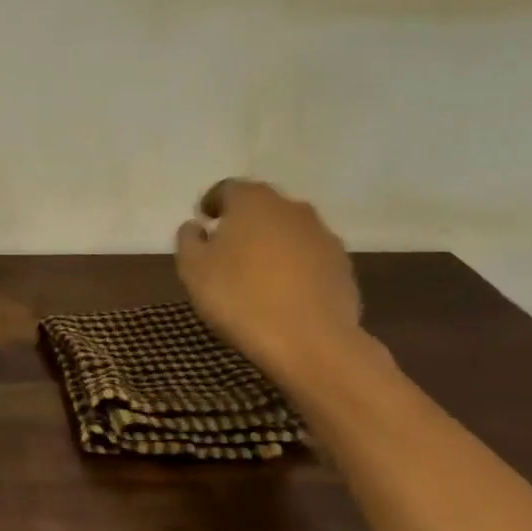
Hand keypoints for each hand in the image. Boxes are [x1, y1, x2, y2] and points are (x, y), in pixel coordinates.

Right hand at [175, 178, 364, 377]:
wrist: (310, 341)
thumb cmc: (240, 297)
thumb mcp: (193, 269)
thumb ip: (189, 240)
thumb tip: (196, 226)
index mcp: (253, 201)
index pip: (227, 189)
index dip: (212, 203)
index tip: (203, 221)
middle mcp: (292, 208)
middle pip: (261, 207)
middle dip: (243, 222)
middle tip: (225, 247)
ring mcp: (323, 236)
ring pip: (288, 231)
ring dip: (270, 244)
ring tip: (255, 273)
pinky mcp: (343, 265)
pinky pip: (309, 257)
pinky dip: (294, 266)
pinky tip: (282, 292)